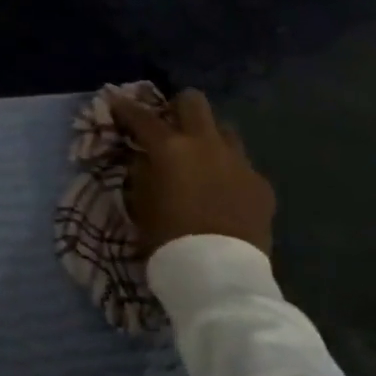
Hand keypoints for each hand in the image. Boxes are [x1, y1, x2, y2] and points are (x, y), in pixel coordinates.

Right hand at [109, 88, 274, 258]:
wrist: (218, 274)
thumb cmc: (167, 235)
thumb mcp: (139, 199)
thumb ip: (141, 169)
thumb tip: (143, 156)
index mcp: (169, 147)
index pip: (141, 116)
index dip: (124, 107)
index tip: (114, 102)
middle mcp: (206, 144)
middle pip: (194, 102)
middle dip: (177, 106)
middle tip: (168, 121)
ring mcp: (239, 162)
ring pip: (224, 130)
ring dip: (208, 136)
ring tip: (199, 156)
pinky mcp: (261, 184)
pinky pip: (242, 164)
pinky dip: (228, 169)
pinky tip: (222, 189)